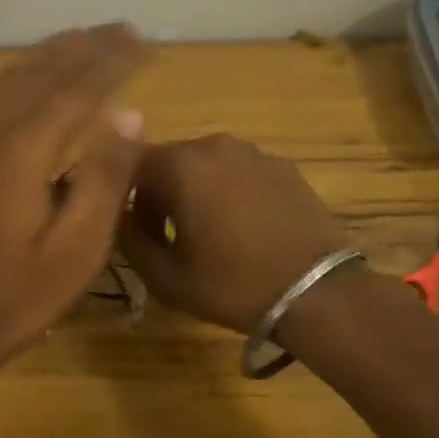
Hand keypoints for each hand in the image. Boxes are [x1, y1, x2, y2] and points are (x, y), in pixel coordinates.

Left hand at [0, 25, 146, 371]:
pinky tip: (35, 79)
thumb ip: (105, 179)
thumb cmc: (19, 296)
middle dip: (85, 47)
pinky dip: (22, 74)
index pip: (77, 89)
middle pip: (42, 73)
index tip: (146, 43)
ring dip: (51, 54)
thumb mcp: (77, 249)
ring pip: (12, 79)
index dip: (113, 62)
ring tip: (84, 38)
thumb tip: (130, 115)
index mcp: (24, 152)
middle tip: (124, 29)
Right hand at [116, 135, 349, 333]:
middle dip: (160, 195)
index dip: (125, 200)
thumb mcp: (166, 277)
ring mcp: (253, 153)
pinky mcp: (283, 166)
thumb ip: (130, 241)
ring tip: (209, 234)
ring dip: (195, 192)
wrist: (317, 292)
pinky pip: (239, 173)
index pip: (131, 167)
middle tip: (169, 238)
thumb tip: (120, 220)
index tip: (138, 234)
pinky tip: (244, 229)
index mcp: (181, 165)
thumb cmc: (233, 284)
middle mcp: (215, 145)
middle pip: (169, 162)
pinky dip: (229, 193)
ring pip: (205, 166)